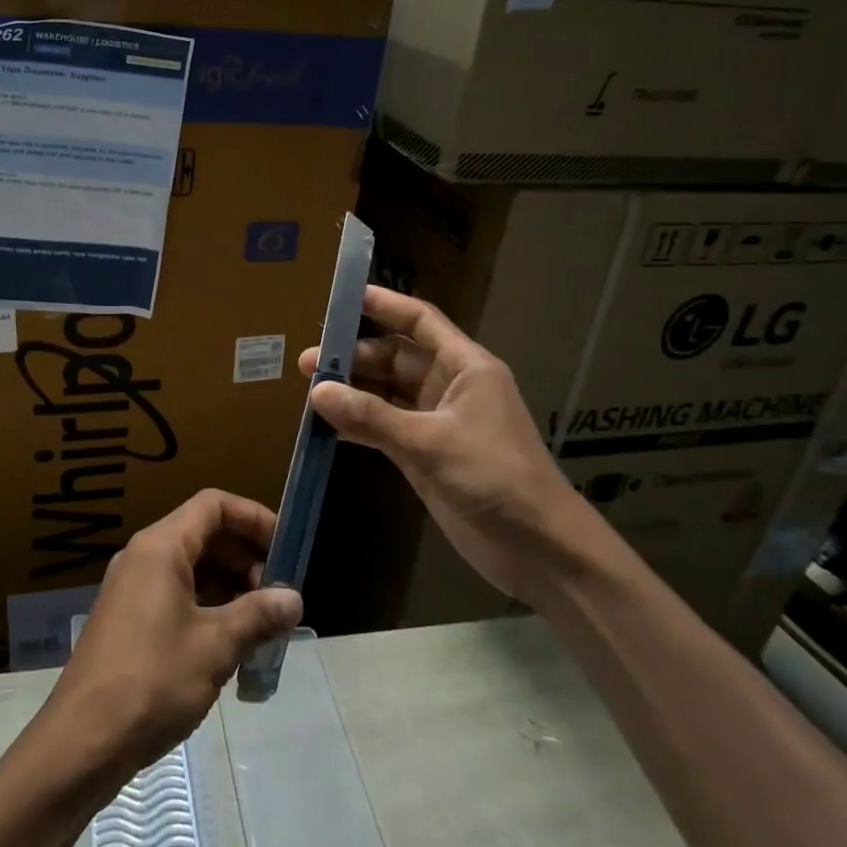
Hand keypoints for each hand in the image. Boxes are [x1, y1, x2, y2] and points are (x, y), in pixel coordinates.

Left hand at [46, 489, 301, 779]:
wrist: (81, 742)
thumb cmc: (152, 682)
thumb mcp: (215, 647)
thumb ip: (257, 616)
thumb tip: (294, 599)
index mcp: (160, 547)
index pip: (214, 505)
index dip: (253, 517)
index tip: (286, 547)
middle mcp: (142, 556)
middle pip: (203, 533)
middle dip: (245, 557)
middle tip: (278, 595)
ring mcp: (131, 588)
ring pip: (190, 567)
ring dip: (229, 586)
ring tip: (261, 624)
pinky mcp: (127, 619)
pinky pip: (175, 594)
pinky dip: (207, 606)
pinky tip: (230, 645)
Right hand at [299, 285, 594, 602]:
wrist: (538, 548)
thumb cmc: (494, 477)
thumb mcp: (430, 442)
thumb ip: (372, 416)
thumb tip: (318, 391)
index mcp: (464, 366)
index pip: (420, 321)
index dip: (384, 304)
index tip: (342, 298)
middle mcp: (449, 386)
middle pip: (395, 357)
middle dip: (354, 357)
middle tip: (308, 363)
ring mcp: (437, 421)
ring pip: (387, 393)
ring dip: (353, 391)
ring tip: (310, 392)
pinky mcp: (427, 453)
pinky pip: (385, 427)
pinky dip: (359, 424)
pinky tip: (329, 427)